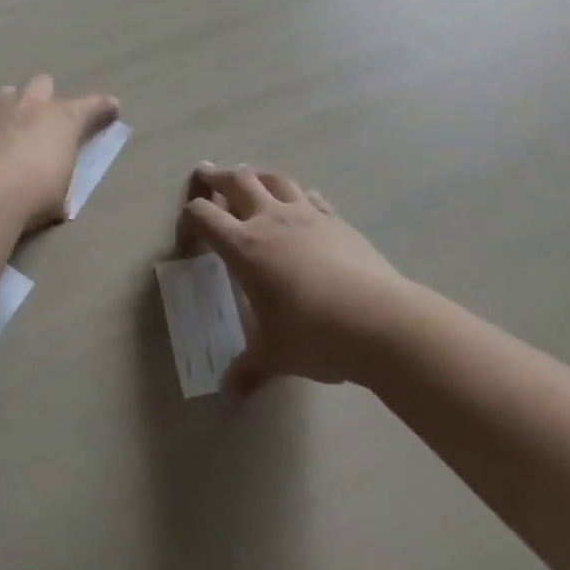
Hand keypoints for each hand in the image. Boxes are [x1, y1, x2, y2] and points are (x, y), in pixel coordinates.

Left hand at [0, 74, 119, 233]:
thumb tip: (55, 190)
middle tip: (39, 120)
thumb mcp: (59, 194)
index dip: (102, 106)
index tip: (111, 107)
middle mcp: (30, 102)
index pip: (92, 106)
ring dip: (6, 106)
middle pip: (42, 82)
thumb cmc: (33, 196)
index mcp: (62, 119)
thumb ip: (59, 180)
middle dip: (42, 97)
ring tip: (2, 129)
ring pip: (4, 91)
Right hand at [178, 164, 410, 395]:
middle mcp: (270, 220)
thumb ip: (248, 369)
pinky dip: (297, 194)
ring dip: (257, 175)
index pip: (204, 216)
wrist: (380, 321)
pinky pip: (310, 196)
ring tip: (250, 178)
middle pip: (237, 181)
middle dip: (217, 176)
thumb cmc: (315, 335)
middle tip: (206, 173)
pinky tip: (300, 202)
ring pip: (275, 179)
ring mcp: (306, 215)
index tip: (188, 229)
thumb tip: (228, 395)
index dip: (190, 217)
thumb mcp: (275, 355)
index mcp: (245, 247)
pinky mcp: (336, 220)